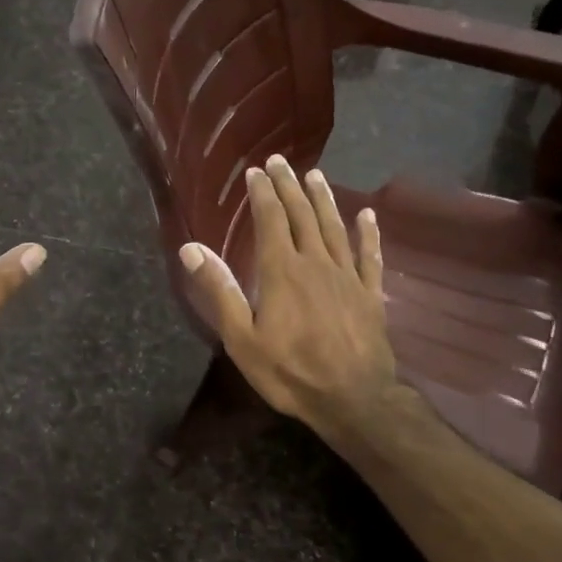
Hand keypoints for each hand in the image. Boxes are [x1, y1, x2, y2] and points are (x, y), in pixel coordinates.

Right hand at [179, 156, 397, 441]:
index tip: (256, 171)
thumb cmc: (289, 371)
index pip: (271, 220)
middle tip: (281, 161)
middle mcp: (316, 263)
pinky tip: (368, 216)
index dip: (263, 193)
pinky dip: (368, 234)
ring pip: (334, 227)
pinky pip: (370, 256)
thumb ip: (219, 290)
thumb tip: (190, 248)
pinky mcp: (370, 294)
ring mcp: (347, 276)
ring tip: (315, 175)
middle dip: (289, 186)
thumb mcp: (241, 337)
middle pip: (302, 215)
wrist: (354, 399)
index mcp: (282, 271)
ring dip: (323, 199)